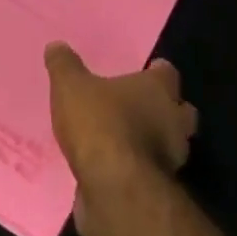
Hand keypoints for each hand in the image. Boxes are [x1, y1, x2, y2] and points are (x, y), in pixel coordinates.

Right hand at [46, 44, 196, 235]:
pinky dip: (141, 167)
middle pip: (180, 110)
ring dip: (156, 141)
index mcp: (158, 90)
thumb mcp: (70, 86)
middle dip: (166, 108)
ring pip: (172, 143)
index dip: (156, 71)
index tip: (147, 70)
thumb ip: (64, 65)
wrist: (115, 188)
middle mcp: (174, 121)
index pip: (167, 73)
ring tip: (128, 139)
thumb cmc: (99, 124)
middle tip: (141, 106)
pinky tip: (118, 167)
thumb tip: (56, 46)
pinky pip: (153, 170)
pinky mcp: (161, 188)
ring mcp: (173, 158)